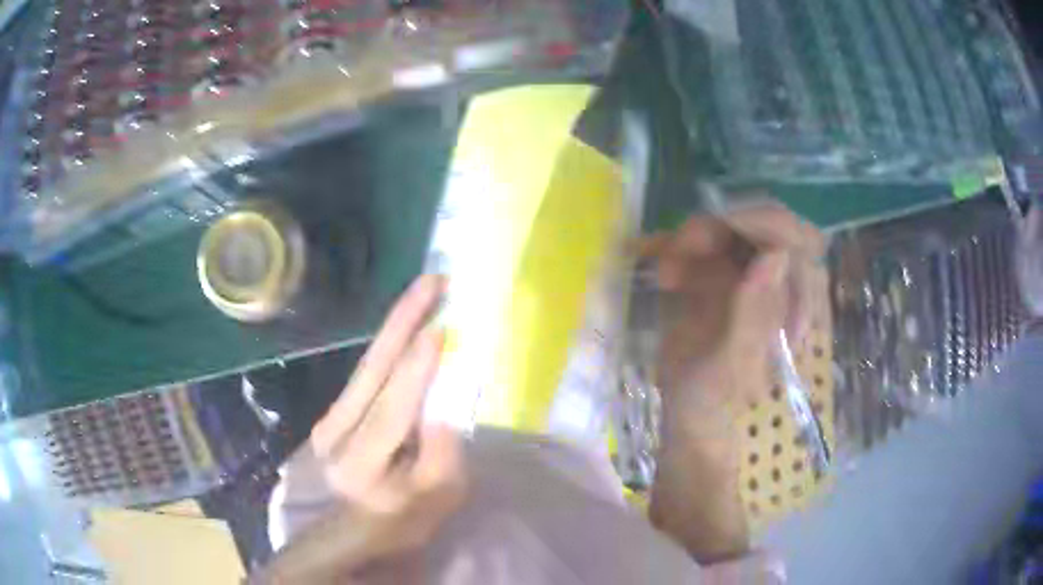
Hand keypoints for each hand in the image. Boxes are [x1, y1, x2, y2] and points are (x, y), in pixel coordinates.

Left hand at [256, 275, 464, 582]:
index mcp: (362, 464)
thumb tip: (446, 398)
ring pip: (367, 364)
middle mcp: (336, 434)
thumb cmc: (405, 519)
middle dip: (403, 321)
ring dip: (396, 324)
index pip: (391, 409)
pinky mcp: (333, 413)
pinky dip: (387, 344)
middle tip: (432, 281)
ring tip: (424, 290)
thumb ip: (443, 451)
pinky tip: (406, 322)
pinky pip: (365, 372)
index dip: (416, 368)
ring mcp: (330, 420)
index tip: (441, 327)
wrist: (359, 530)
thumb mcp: (439, 496)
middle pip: (372, 370)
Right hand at [639, 201, 825, 563]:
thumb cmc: (714, 401)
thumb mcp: (731, 365)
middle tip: (686, 244)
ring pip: (731, 227)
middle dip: (725, 225)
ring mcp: (749, 278)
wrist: (688, 415)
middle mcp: (778, 284)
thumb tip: (775, 256)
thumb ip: (753, 314)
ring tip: (666, 272)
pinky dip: (679, 249)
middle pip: (765, 223)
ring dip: (696, 237)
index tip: (722, 226)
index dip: (768, 223)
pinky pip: (704, 244)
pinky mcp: (720, 277)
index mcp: (795, 306)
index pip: (799, 242)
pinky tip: (662, 274)